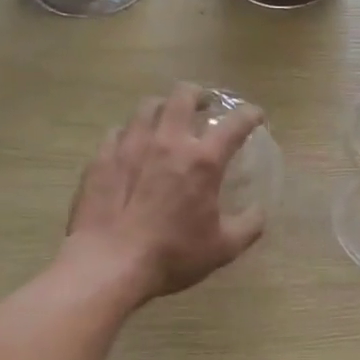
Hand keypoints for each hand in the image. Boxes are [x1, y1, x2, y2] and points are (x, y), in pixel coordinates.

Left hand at [62, 84, 268, 303]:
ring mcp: (130, 146)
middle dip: (198, 94)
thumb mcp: (224, 248)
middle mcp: (167, 142)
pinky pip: (118, 132)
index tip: (256, 116)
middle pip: (183, 96)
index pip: (235, 124)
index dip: (250, 115)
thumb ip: (249, 225)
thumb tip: (258, 211)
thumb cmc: (172, 255)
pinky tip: (132, 148)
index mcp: (203, 160)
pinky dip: (131, 133)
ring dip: (163, 109)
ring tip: (166, 122)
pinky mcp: (101, 158)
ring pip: (147, 107)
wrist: (108, 265)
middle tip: (204, 105)